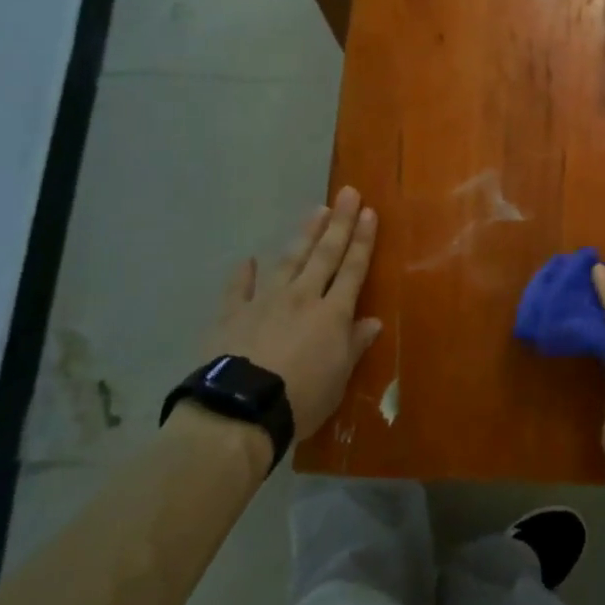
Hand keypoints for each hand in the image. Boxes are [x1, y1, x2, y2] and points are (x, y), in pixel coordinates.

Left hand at [205, 187, 381, 439]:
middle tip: (348, 193)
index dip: (362, 240)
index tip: (369, 213)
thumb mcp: (338, 379)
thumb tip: (372, 322)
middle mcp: (302, 297)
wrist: (240, 411)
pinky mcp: (233, 314)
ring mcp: (265, 302)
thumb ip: (354, 346)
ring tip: (317, 211)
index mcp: (332, 314)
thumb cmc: (300, 400)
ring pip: (289, 260)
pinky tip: (247, 259)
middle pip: (325, 254)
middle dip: (340, 223)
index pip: (353, 269)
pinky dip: (243, 274)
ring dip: (305, 235)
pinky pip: (239, 288)